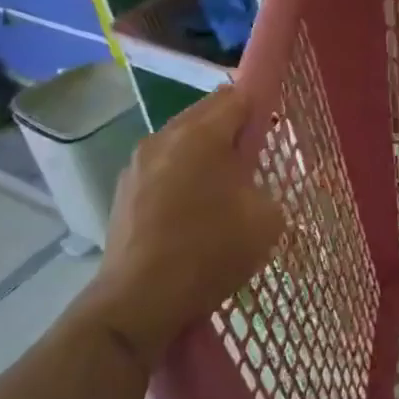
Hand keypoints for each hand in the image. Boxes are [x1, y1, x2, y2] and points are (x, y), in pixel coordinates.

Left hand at [76, 86, 286, 353]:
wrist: (138, 302)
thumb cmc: (209, 252)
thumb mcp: (266, 220)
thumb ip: (267, 186)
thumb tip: (252, 183)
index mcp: (202, 134)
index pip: (239, 96)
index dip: (261, 107)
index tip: (274, 131)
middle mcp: (166, 136)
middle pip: (208, 112)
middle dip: (233, 128)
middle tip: (254, 160)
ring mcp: (138, 163)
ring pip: (182, 139)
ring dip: (205, 151)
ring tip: (222, 187)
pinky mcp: (123, 190)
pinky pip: (163, 166)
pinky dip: (182, 174)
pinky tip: (191, 209)